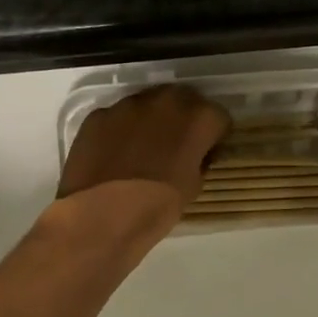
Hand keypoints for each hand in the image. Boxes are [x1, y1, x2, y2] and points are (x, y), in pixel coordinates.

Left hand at [57, 84, 231, 231]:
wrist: (102, 216)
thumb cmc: (157, 206)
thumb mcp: (193, 186)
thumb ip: (198, 160)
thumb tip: (192, 155)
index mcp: (198, 118)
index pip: (217, 117)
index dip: (213, 136)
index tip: (206, 151)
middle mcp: (166, 101)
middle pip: (183, 100)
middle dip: (183, 118)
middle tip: (176, 145)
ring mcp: (128, 104)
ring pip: (148, 104)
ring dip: (151, 120)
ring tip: (141, 148)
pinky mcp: (99, 114)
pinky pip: (117, 117)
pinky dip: (120, 130)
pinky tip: (115, 154)